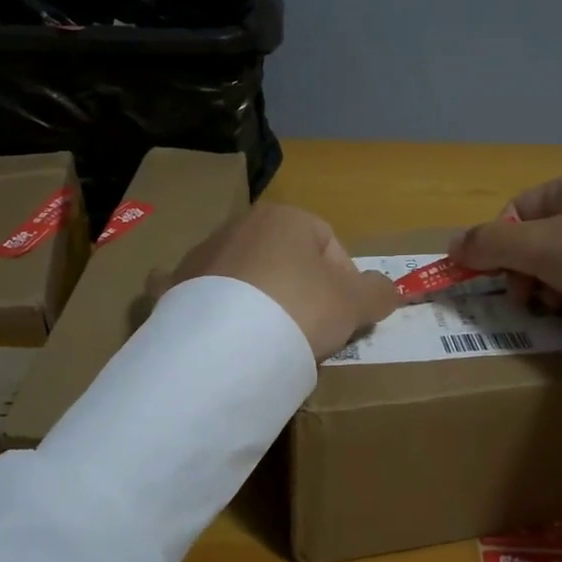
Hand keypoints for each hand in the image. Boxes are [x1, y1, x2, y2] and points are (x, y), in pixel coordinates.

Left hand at [152, 204, 399, 359]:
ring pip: (242, 276)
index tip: (344, 317)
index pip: (329, 244)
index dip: (345, 281)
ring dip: (258, 300)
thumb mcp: (355, 303)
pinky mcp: (174, 287)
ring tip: (268, 341)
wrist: (226, 344)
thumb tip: (387, 290)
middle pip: (284, 258)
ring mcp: (201, 255)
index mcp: (284, 217)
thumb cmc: (300, 308)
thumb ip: (378, 292)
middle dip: (300, 290)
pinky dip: (205, 307)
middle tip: (310, 331)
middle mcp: (239, 225)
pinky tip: (213, 329)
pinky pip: (195, 294)